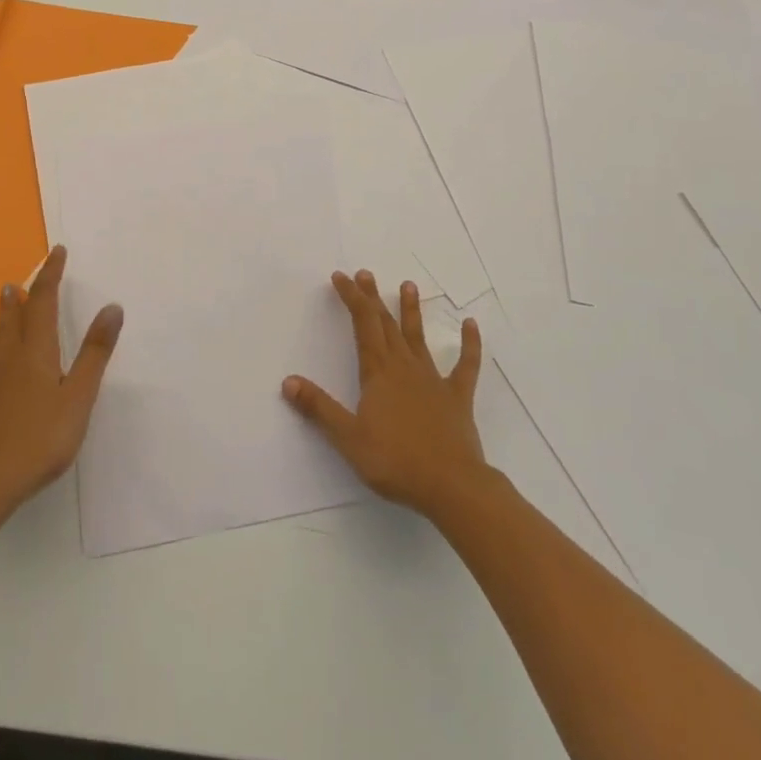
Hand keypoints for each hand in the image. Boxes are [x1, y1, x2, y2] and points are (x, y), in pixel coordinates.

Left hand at [0, 245, 121, 516]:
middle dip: (29, 289)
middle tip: (32, 272)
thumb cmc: (41, 439)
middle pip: (18, 312)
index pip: (45, 301)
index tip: (58, 252)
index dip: (52, 275)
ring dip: (4, 309)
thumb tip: (112, 307)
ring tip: (6, 290)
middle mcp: (10, 353)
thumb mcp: (78, 398)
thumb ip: (95, 352)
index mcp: (38, 350)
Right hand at [282, 270, 487, 517]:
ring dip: (411, 311)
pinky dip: (469, 344)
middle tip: (365, 274)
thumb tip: (288, 381)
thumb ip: (319, 408)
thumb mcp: (348, 438)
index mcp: (378, 373)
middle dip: (372, 298)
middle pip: (386, 324)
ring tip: (408, 285)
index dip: (351, 298)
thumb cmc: (395, 461)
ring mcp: (433, 380)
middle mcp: (404, 367)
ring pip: (418, 337)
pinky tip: (472, 325)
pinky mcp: (457, 397)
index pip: (362, 325)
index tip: (341, 277)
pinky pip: (466, 365)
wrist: (451, 486)